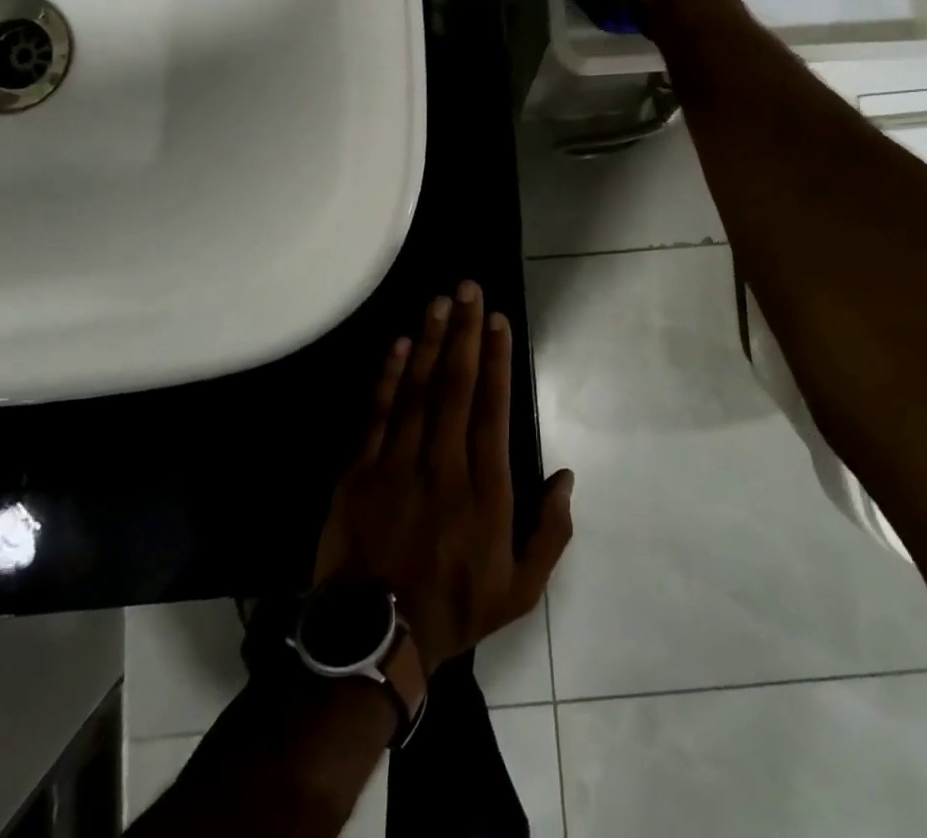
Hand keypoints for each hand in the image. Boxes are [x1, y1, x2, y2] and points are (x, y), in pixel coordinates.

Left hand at [313, 282, 574, 675]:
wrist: (375, 639)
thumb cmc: (454, 608)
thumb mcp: (521, 588)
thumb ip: (551, 531)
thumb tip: (566, 475)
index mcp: (485, 489)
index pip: (493, 408)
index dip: (497, 359)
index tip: (497, 320)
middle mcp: (443, 464)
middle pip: (455, 385)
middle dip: (464, 332)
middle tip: (469, 287)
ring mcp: (397, 463)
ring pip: (416, 389)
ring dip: (428, 340)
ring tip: (439, 301)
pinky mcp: (359, 471)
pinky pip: (376, 413)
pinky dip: (387, 376)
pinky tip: (396, 344)